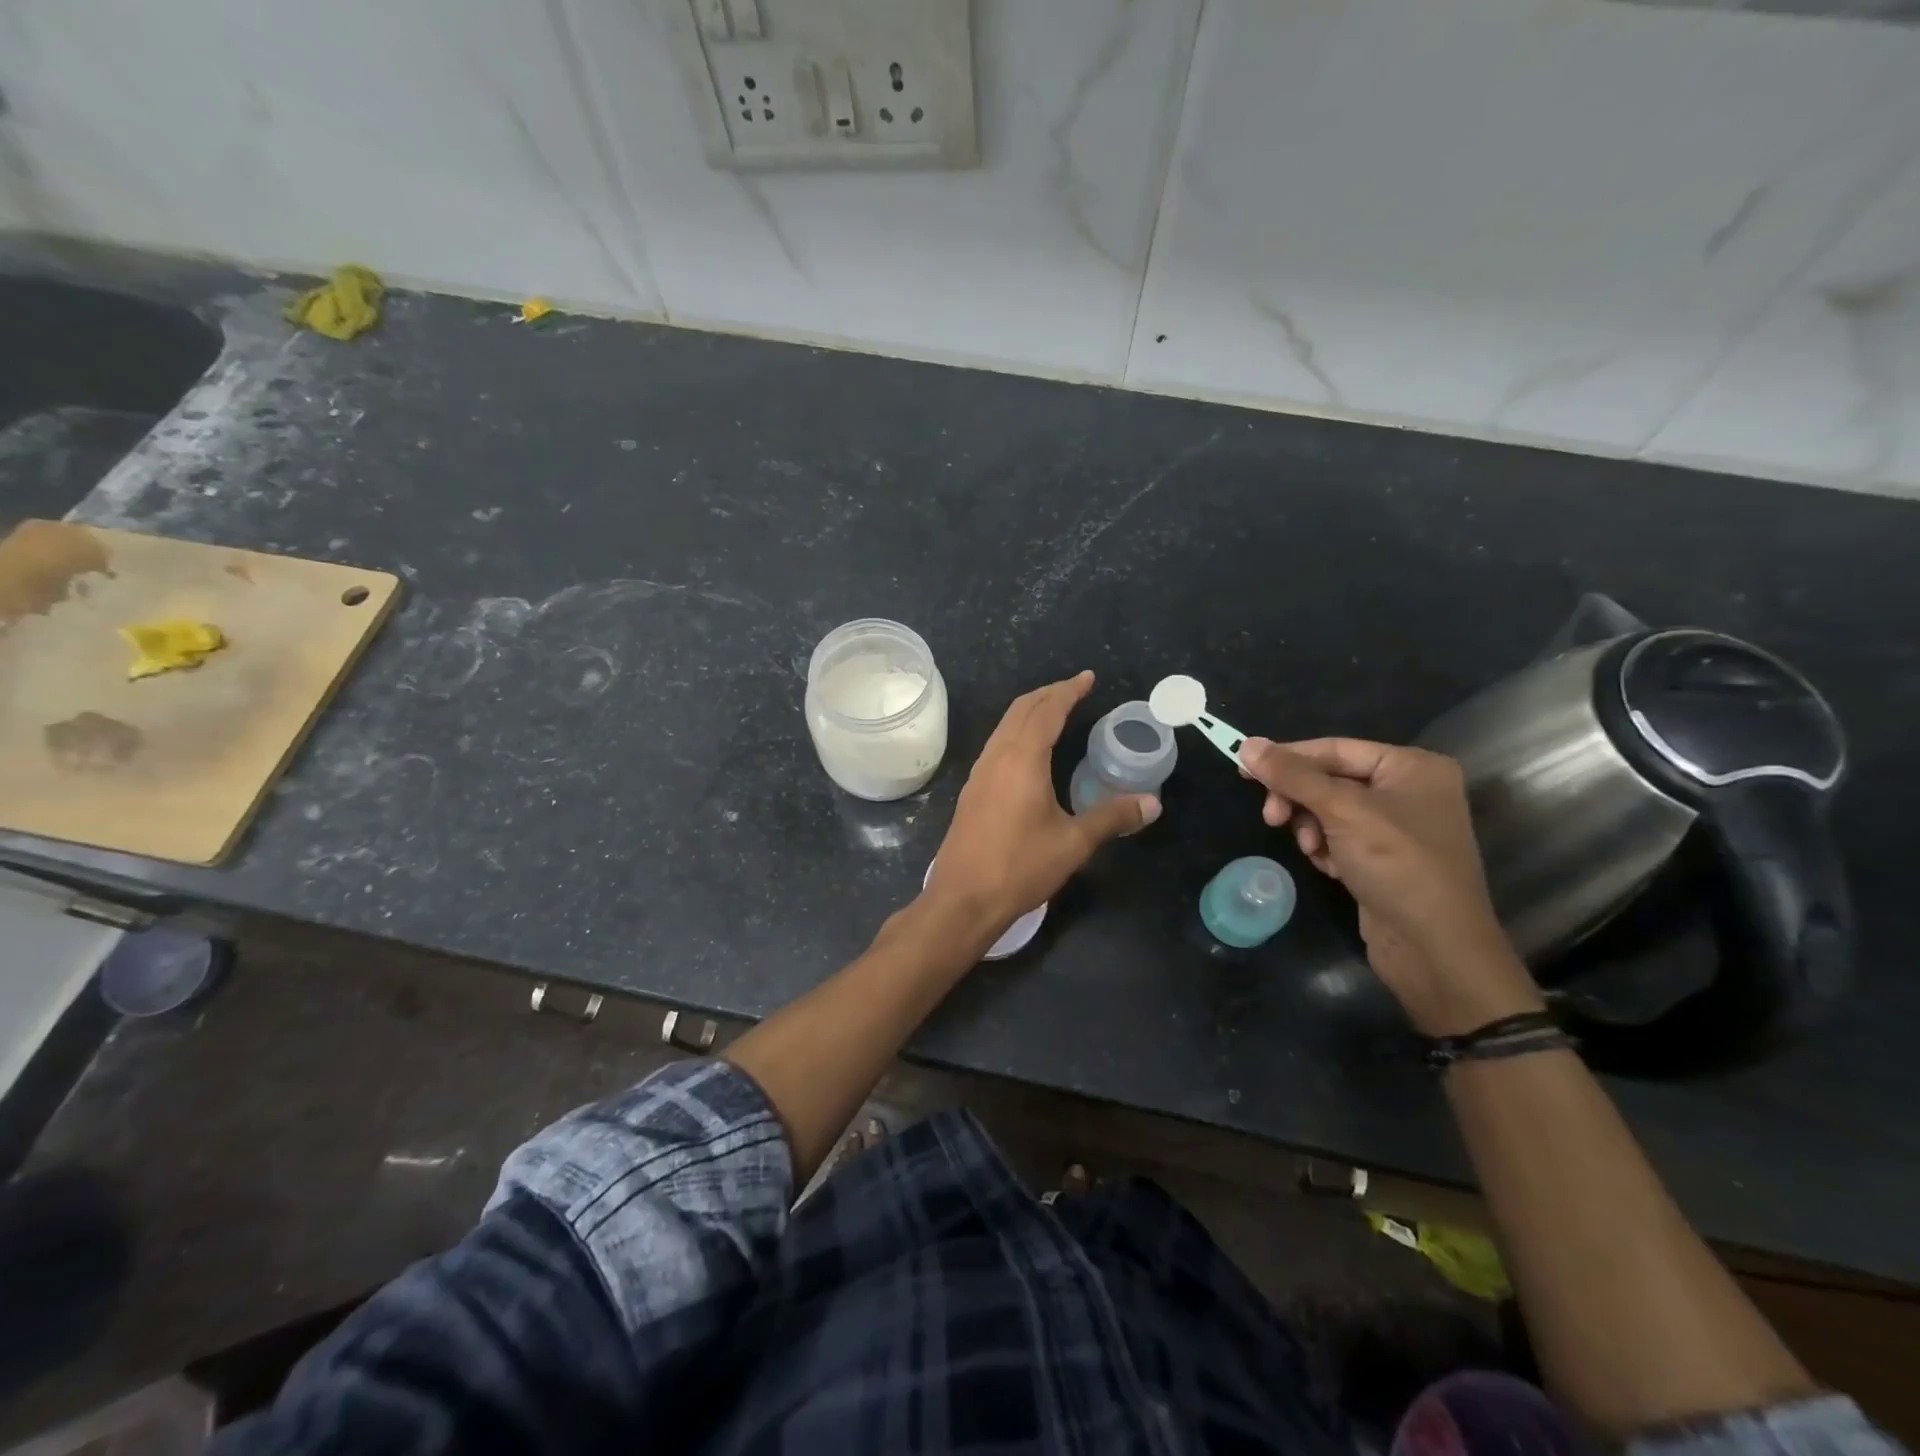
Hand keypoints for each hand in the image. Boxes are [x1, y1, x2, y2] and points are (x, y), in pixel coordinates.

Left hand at [928, 671, 1158, 935]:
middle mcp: (997, 757)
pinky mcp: (972, 790)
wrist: (963, 898)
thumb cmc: (1020, 867)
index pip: (1047, 711)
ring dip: (1029, 711)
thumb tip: (1152, 803)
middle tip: (1074, 688)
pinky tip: (1027, 750)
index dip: (1068, 691)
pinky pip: (996, 744)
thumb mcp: (1073, 843)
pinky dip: (1016, 731)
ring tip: (1054, 710)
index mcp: (1022, 759)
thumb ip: (1112, 817)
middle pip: (1021, 710)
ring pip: (1004, 726)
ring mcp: (980, 773)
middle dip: (1048, 694)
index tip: (1087, 678)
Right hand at [1238, 736, 1541, 1033]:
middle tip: (1272, 818)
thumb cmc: (1397, 866)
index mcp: (1411, 767)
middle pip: (1329, 779)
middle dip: (1299, 799)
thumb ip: (1293, 776)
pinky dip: (1326, 848)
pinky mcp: (1385, 857)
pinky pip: (1340, 837)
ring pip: (1329, 810)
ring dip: (1310, 827)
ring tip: (1311, 850)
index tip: (1243, 771)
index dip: (1287, 758)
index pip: (1334, 749)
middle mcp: (1408, 789)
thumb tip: (1247, 744)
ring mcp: (1397, 826)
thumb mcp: (1341, 812)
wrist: (1435, 948)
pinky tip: (1329, 867)